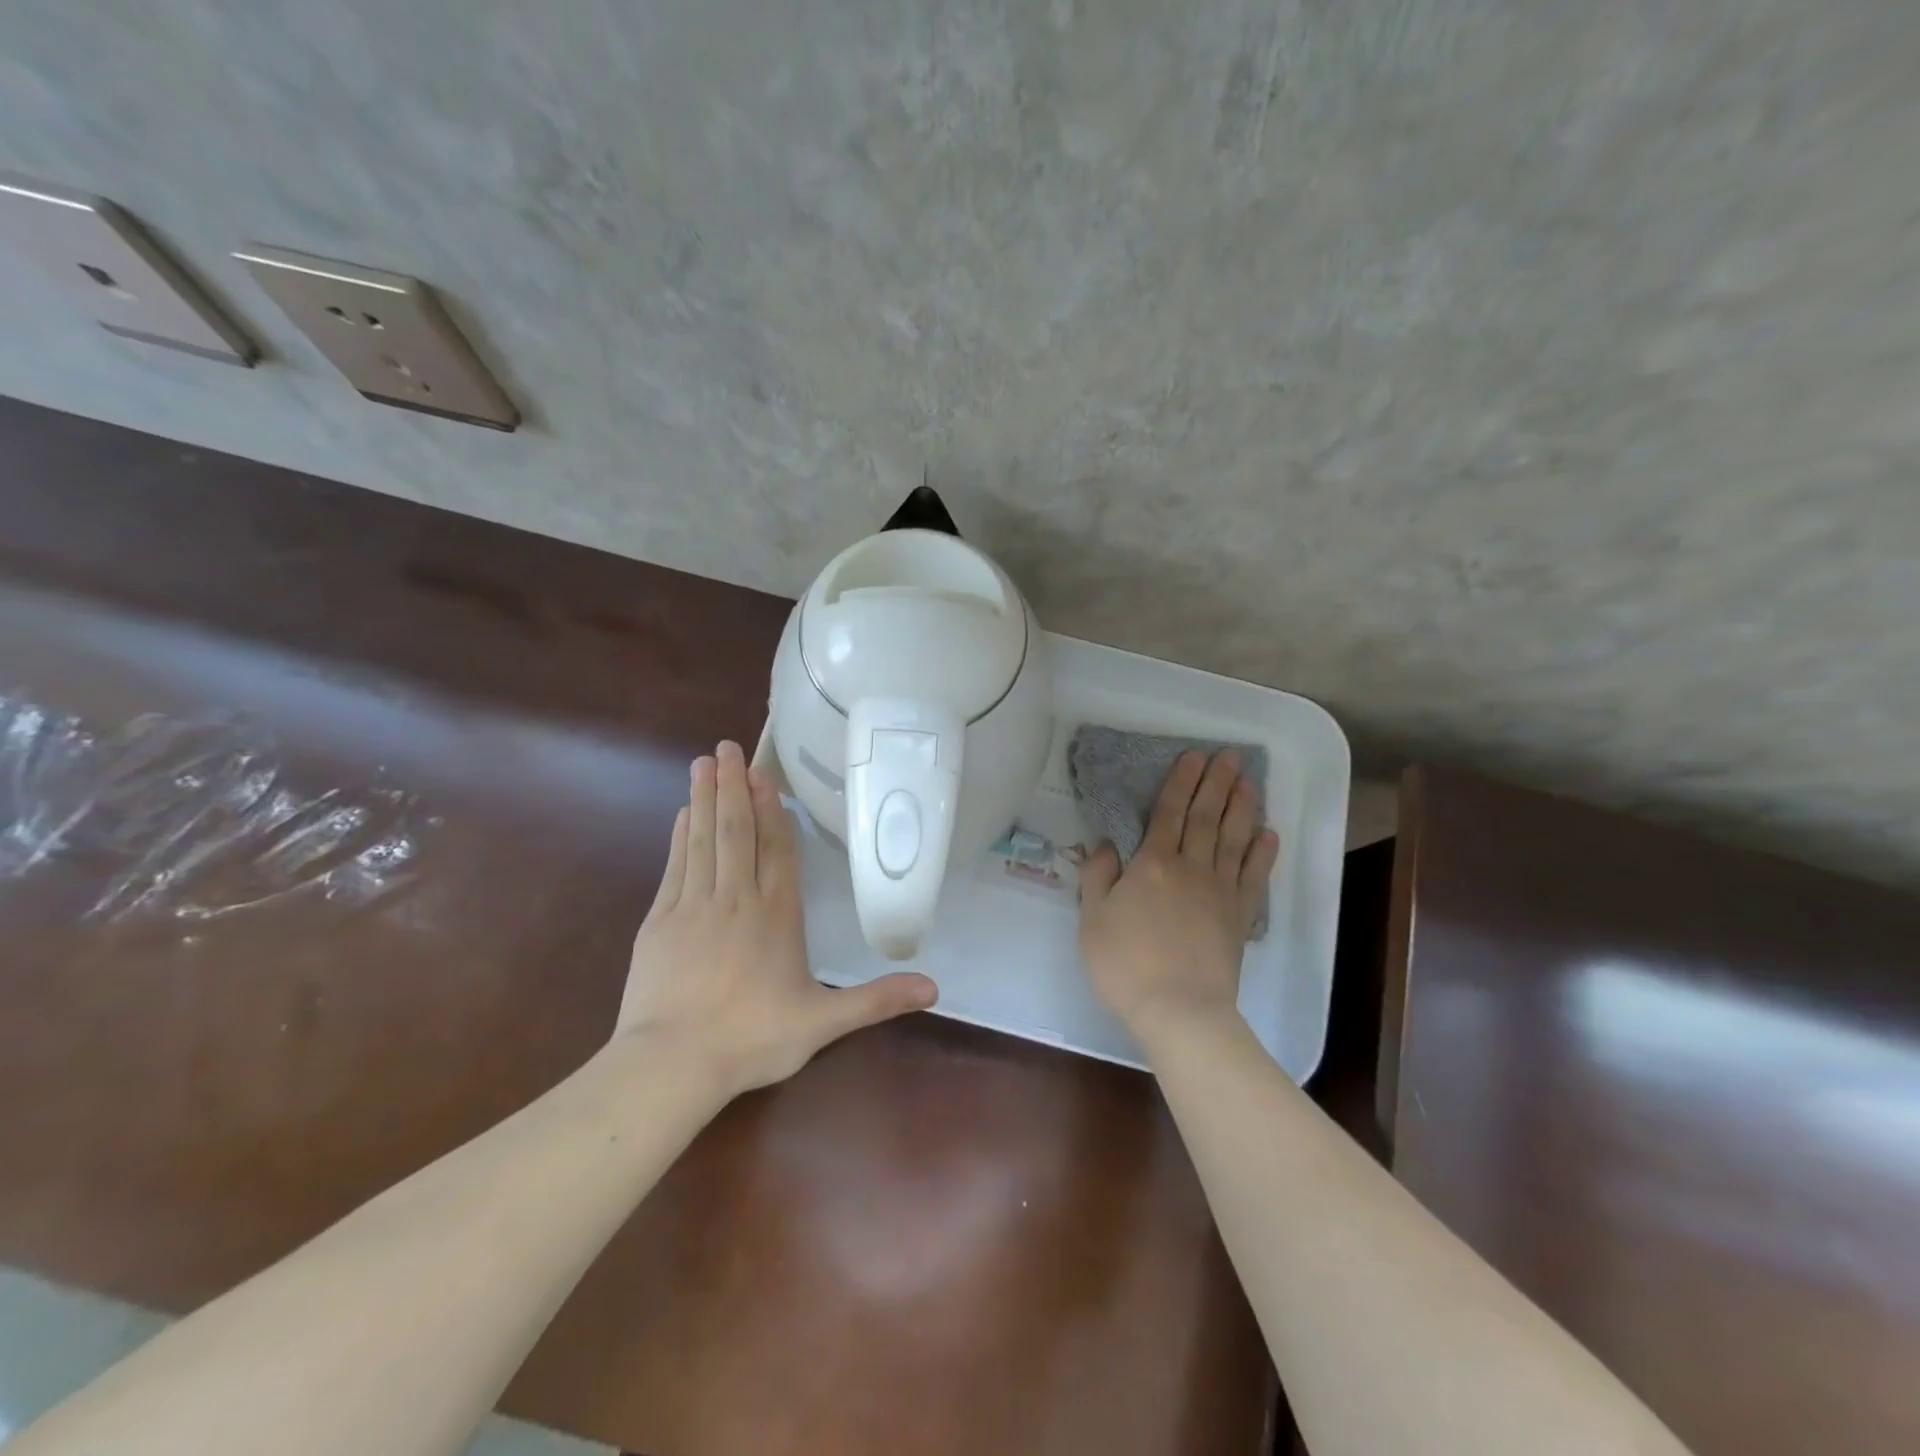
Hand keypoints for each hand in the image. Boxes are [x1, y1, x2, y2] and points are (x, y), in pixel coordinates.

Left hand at [615, 740, 937, 1096]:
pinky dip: (681, 836)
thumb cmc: (752, 1039)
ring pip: (705, 840)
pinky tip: (683, 815)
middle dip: (733, 788)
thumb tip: (935, 987)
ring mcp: (694, 906)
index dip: (772, 811)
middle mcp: (736, 899)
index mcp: (776, 915)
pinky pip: (676, 866)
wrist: (672, 1064)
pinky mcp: (660, 921)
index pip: (778, 851)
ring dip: (705, 799)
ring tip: (704, 762)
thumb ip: (877, 1001)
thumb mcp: (823, 1023)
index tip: (762, 776)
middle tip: (727, 747)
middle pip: (737, 832)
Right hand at [1078, 749, 1279, 1041]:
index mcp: (1152, 864)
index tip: (1194, 756)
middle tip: (1231, 756)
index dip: (1182, 782)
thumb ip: (1098, 877)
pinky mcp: (1239, 917)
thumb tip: (1107, 844)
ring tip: (1249, 782)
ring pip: (1233, 839)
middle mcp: (1190, 868)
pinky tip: (1269, 834)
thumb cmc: (1126, 965)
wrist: (1179, 1010)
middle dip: (1217, 783)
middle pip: (1206, 817)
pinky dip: (1262, 854)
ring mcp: (1219, 891)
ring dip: (1242, 808)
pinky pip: (1253, 877)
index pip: (1169, 812)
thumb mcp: (1093, 919)